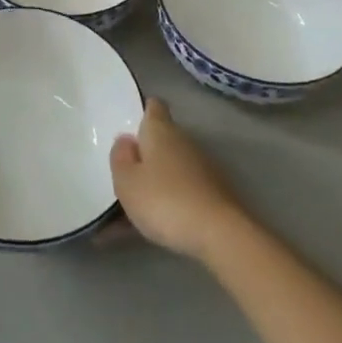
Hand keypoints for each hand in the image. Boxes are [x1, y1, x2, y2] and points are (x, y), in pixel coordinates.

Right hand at [110, 98, 246, 260]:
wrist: (220, 235)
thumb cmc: (164, 200)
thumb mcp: (127, 181)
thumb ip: (121, 158)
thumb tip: (126, 140)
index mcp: (161, 131)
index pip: (153, 107)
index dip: (142, 111)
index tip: (130, 124)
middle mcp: (184, 142)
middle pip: (161, 140)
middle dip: (144, 154)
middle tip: (123, 174)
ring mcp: (202, 168)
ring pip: (170, 169)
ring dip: (154, 182)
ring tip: (130, 210)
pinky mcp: (213, 194)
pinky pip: (181, 192)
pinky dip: (167, 203)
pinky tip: (149, 227)